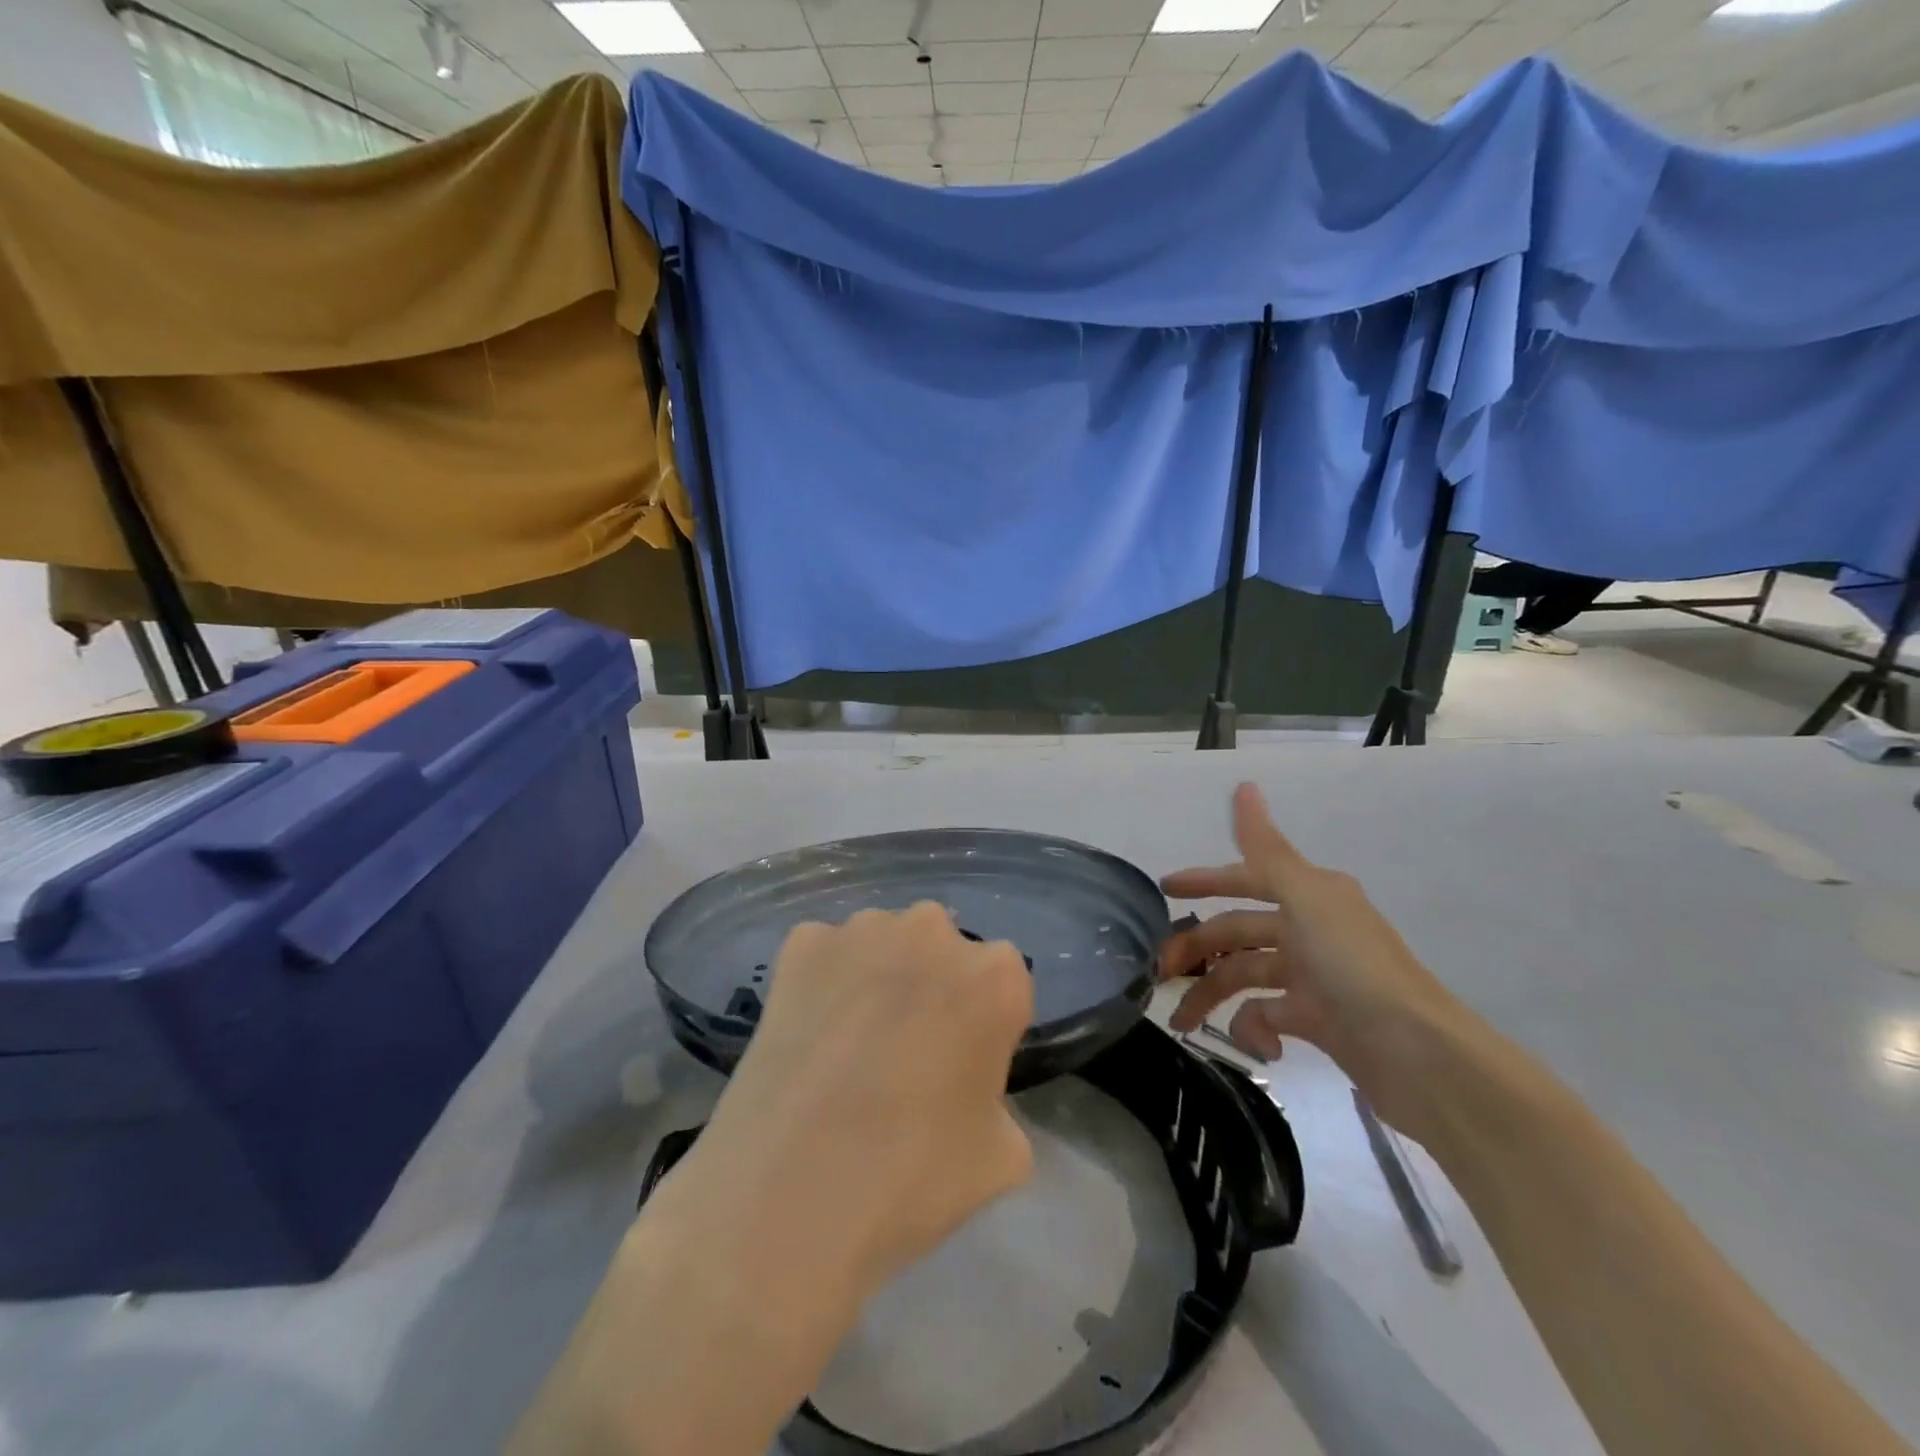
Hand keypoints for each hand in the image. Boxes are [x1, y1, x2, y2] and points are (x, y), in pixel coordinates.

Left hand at [690, 901, 1035, 1295]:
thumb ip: (999, 1102)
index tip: (959, 1065)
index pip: (1002, 984)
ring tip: (846, 1046)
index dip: (981, 1024)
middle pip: (941, 950)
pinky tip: (807, 1036)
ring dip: (875, 976)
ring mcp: (862, 929)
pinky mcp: (802, 943)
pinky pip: (825, 954)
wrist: (791, 1193)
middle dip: (929, 986)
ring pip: (883, 943)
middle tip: (903, 1052)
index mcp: (996, 976)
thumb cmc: (914, 1175)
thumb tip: (970, 1094)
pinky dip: (821, 981)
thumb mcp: (1001, 1157)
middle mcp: (933, 931)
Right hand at [1159, 783, 1477, 1135]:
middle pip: (1237, 933)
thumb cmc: (1353, 966)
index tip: (1163, 889)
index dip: (1204, 881)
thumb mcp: (1306, 899)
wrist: (1417, 1054)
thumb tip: (1244, 785)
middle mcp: (1309, 930)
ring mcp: (1313, 978)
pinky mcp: (1317, 1022)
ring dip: (1210, 996)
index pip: (1244, 879)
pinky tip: (1260, 1045)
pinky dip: (1255, 1029)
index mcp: (1308, 896)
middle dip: (1196, 949)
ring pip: (1245, 976)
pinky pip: (1268, 1017)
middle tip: (1159, 971)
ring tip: (1181, 1021)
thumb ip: (1266, 849)